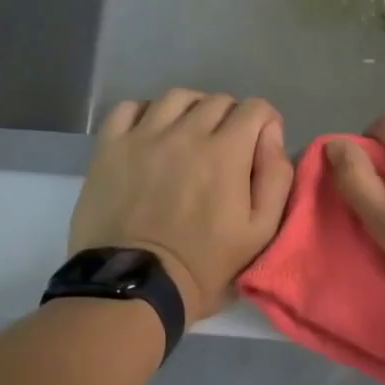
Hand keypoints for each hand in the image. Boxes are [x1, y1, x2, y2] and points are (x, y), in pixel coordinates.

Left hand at [70, 90, 294, 325]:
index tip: (260, 146)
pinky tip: (152, 134)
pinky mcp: (109, 147)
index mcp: (226, 152)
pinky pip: (130, 108)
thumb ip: (275, 177)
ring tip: (190, 136)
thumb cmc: (204, 265)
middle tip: (226, 150)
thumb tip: (270, 133)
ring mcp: (143, 136)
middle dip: (231, 119)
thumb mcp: (261, 232)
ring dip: (192, 110)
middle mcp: (185, 133)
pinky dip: (147, 113)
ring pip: (176, 97)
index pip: (255, 108)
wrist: (135, 286)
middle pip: (217, 101)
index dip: (265, 123)